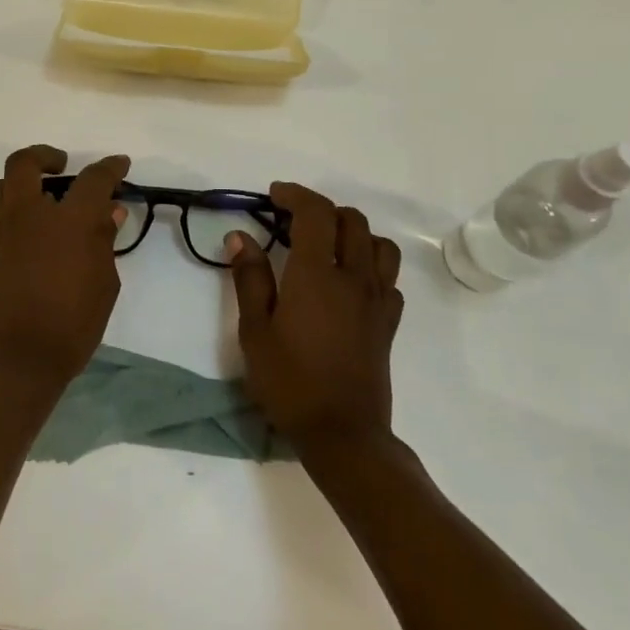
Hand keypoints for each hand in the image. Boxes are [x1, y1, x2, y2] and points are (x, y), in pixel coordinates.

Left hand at [0, 145, 129, 387]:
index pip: (93, 180)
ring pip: (2, 186)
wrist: (17, 359)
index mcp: (69, 221)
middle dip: (45, 156)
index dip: (110, 168)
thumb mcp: (104, 283)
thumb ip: (104, 242)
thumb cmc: (72, 324)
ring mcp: (6, 233)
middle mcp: (31, 216)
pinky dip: (18, 209)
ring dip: (22, 181)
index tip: (120, 165)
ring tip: (45, 196)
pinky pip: (1, 214)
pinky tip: (39, 231)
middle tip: (63, 166)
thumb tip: (109, 212)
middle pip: (25, 164)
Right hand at [226, 182, 403, 448]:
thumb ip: (249, 278)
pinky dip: (371, 265)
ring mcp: (377, 299)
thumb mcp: (255, 331)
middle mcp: (353, 277)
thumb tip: (240, 236)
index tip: (274, 195)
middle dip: (321, 210)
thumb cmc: (289, 382)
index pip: (315, 212)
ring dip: (352, 232)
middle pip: (350, 220)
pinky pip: (388, 277)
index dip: (295, 194)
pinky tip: (350, 282)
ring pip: (378, 243)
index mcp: (316, 275)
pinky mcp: (389, 321)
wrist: (342, 434)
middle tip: (292, 222)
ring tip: (326, 246)